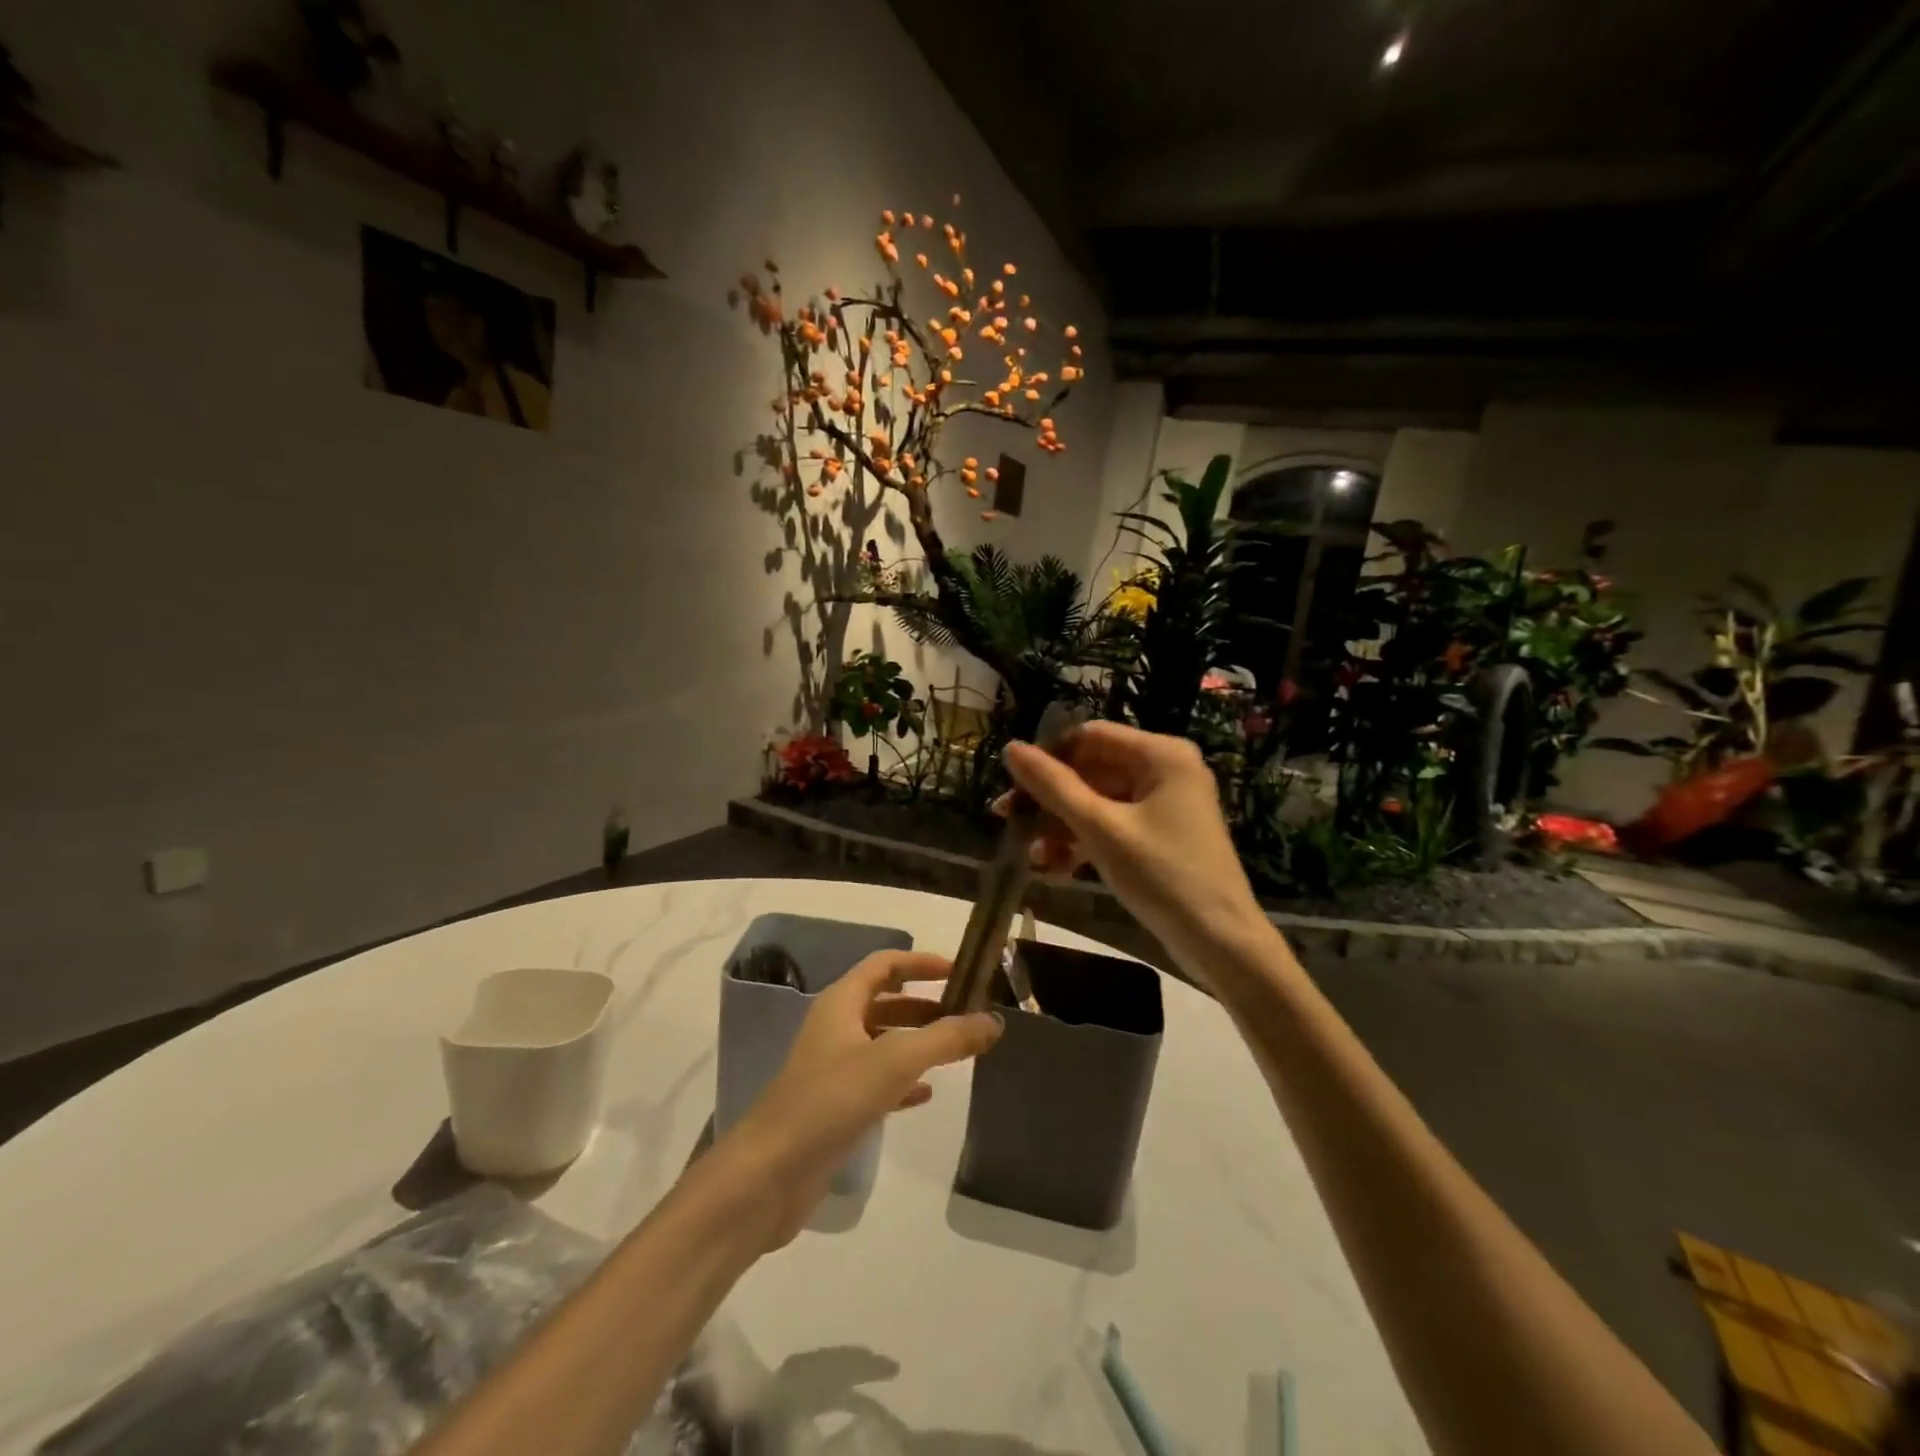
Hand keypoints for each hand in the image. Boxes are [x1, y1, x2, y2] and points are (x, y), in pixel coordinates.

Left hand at [721, 950, 1000, 1248]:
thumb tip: (994, 1021)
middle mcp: (836, 1028)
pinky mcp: (834, 1107)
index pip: (885, 964)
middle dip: (926, 1005)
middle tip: (969, 1015)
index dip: (921, 962)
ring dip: (918, 1042)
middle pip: (886, 1002)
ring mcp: (833, 1069)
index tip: (961, 972)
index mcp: (842, 1002)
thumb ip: (946, 1039)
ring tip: (958, 1051)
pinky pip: (877, 1081)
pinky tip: (928, 1094)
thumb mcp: (895, 1062)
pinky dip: (904, 1081)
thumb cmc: (829, 1101)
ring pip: (883, 1042)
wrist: (768, 1177)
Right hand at [1001, 721, 1268, 980]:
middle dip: (1050, 798)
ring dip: (1062, 825)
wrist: (1221, 943)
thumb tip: (1011, 748)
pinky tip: (1056, 869)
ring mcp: (1166, 804)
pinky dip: (1085, 842)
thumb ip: (1053, 786)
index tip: (1011, 786)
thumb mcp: (1100, 828)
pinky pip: (1113, 825)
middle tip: (1008, 821)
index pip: (1089, 736)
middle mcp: (1166, 770)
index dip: (1047, 757)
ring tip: (1030, 855)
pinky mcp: (1162, 835)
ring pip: (1099, 801)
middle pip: (1092, 769)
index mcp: (1160, 754)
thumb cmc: (1162, 876)